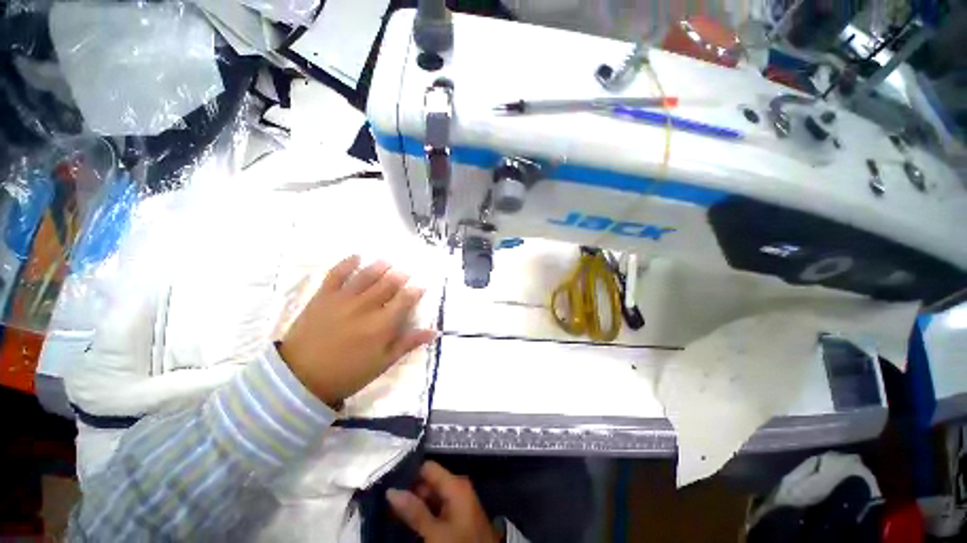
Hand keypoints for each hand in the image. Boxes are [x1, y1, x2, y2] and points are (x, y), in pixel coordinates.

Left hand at [279, 255, 435, 406]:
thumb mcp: (383, 362)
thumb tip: (434, 331)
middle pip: (388, 284)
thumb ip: (407, 343)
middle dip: (399, 276)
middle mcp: (366, 307)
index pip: (405, 300)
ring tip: (387, 262)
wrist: (301, 378)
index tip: (420, 287)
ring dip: (379, 267)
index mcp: (382, 325)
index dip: (415, 291)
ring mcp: (343, 299)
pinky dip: (347, 263)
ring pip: (366, 276)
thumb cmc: (348, 373)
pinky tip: (357, 257)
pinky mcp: (323, 296)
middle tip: (405, 273)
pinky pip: (336, 274)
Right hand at [387, 461, 499, 542]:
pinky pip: (438, 507)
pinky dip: (424, 513)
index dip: (409, 474)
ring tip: (393, 512)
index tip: (389, 483)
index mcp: (456, 484)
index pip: (427, 468)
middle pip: (429, 482)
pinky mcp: (458, 515)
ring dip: (415, 504)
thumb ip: (414, 511)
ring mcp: (459, 502)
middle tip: (388, 503)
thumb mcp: (435, 532)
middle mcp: (458, 487)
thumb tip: (391, 490)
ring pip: (432, 496)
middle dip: (410, 492)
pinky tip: (410, 521)